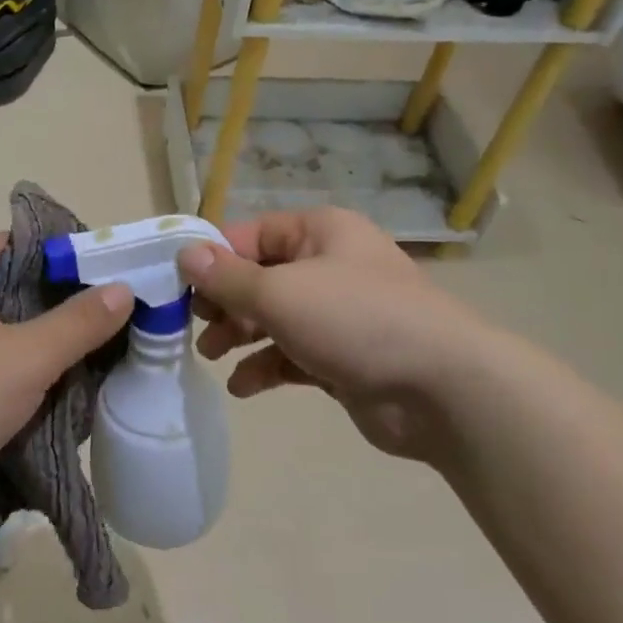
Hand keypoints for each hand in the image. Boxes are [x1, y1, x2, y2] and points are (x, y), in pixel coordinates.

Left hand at [0, 233, 131, 542]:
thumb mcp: (24, 356)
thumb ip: (78, 322)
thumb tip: (124, 289)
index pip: (12, 246)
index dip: (62, 253)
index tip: (112, 268)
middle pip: (14, 293)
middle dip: (65, 306)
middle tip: (120, 313)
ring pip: (9, 339)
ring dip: (52, 349)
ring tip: (108, 351)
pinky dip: (32, 382)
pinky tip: (74, 391)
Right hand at [177, 207, 496, 462]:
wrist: (442, 389)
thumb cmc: (355, 321)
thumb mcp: (280, 293)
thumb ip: (228, 278)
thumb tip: (185, 253)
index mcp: (320, 232)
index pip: (251, 235)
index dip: (213, 259)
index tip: (180, 290)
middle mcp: (329, 265)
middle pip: (260, 277)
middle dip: (225, 303)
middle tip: (197, 329)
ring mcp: (339, 313)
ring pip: (274, 317)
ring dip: (240, 336)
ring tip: (213, 357)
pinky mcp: (343, 356)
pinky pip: (293, 354)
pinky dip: (267, 367)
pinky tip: (244, 387)